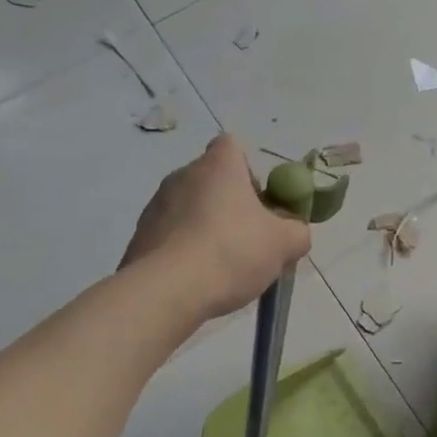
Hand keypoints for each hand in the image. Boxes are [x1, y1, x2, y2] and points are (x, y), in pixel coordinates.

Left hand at [122, 135, 310, 320]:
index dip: (249, 169)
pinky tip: (196, 280)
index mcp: (218, 166)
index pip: (232, 146)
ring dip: (205, 228)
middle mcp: (182, 175)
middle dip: (230, 205)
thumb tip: (293, 230)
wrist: (167, 290)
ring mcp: (156, 205)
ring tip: (221, 267)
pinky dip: (184, 250)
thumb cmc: (232, 252)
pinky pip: (170, 236)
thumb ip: (297, 231)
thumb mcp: (283, 244)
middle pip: (211, 180)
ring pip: (190, 209)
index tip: (260, 201)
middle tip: (249, 239)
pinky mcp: (140, 236)